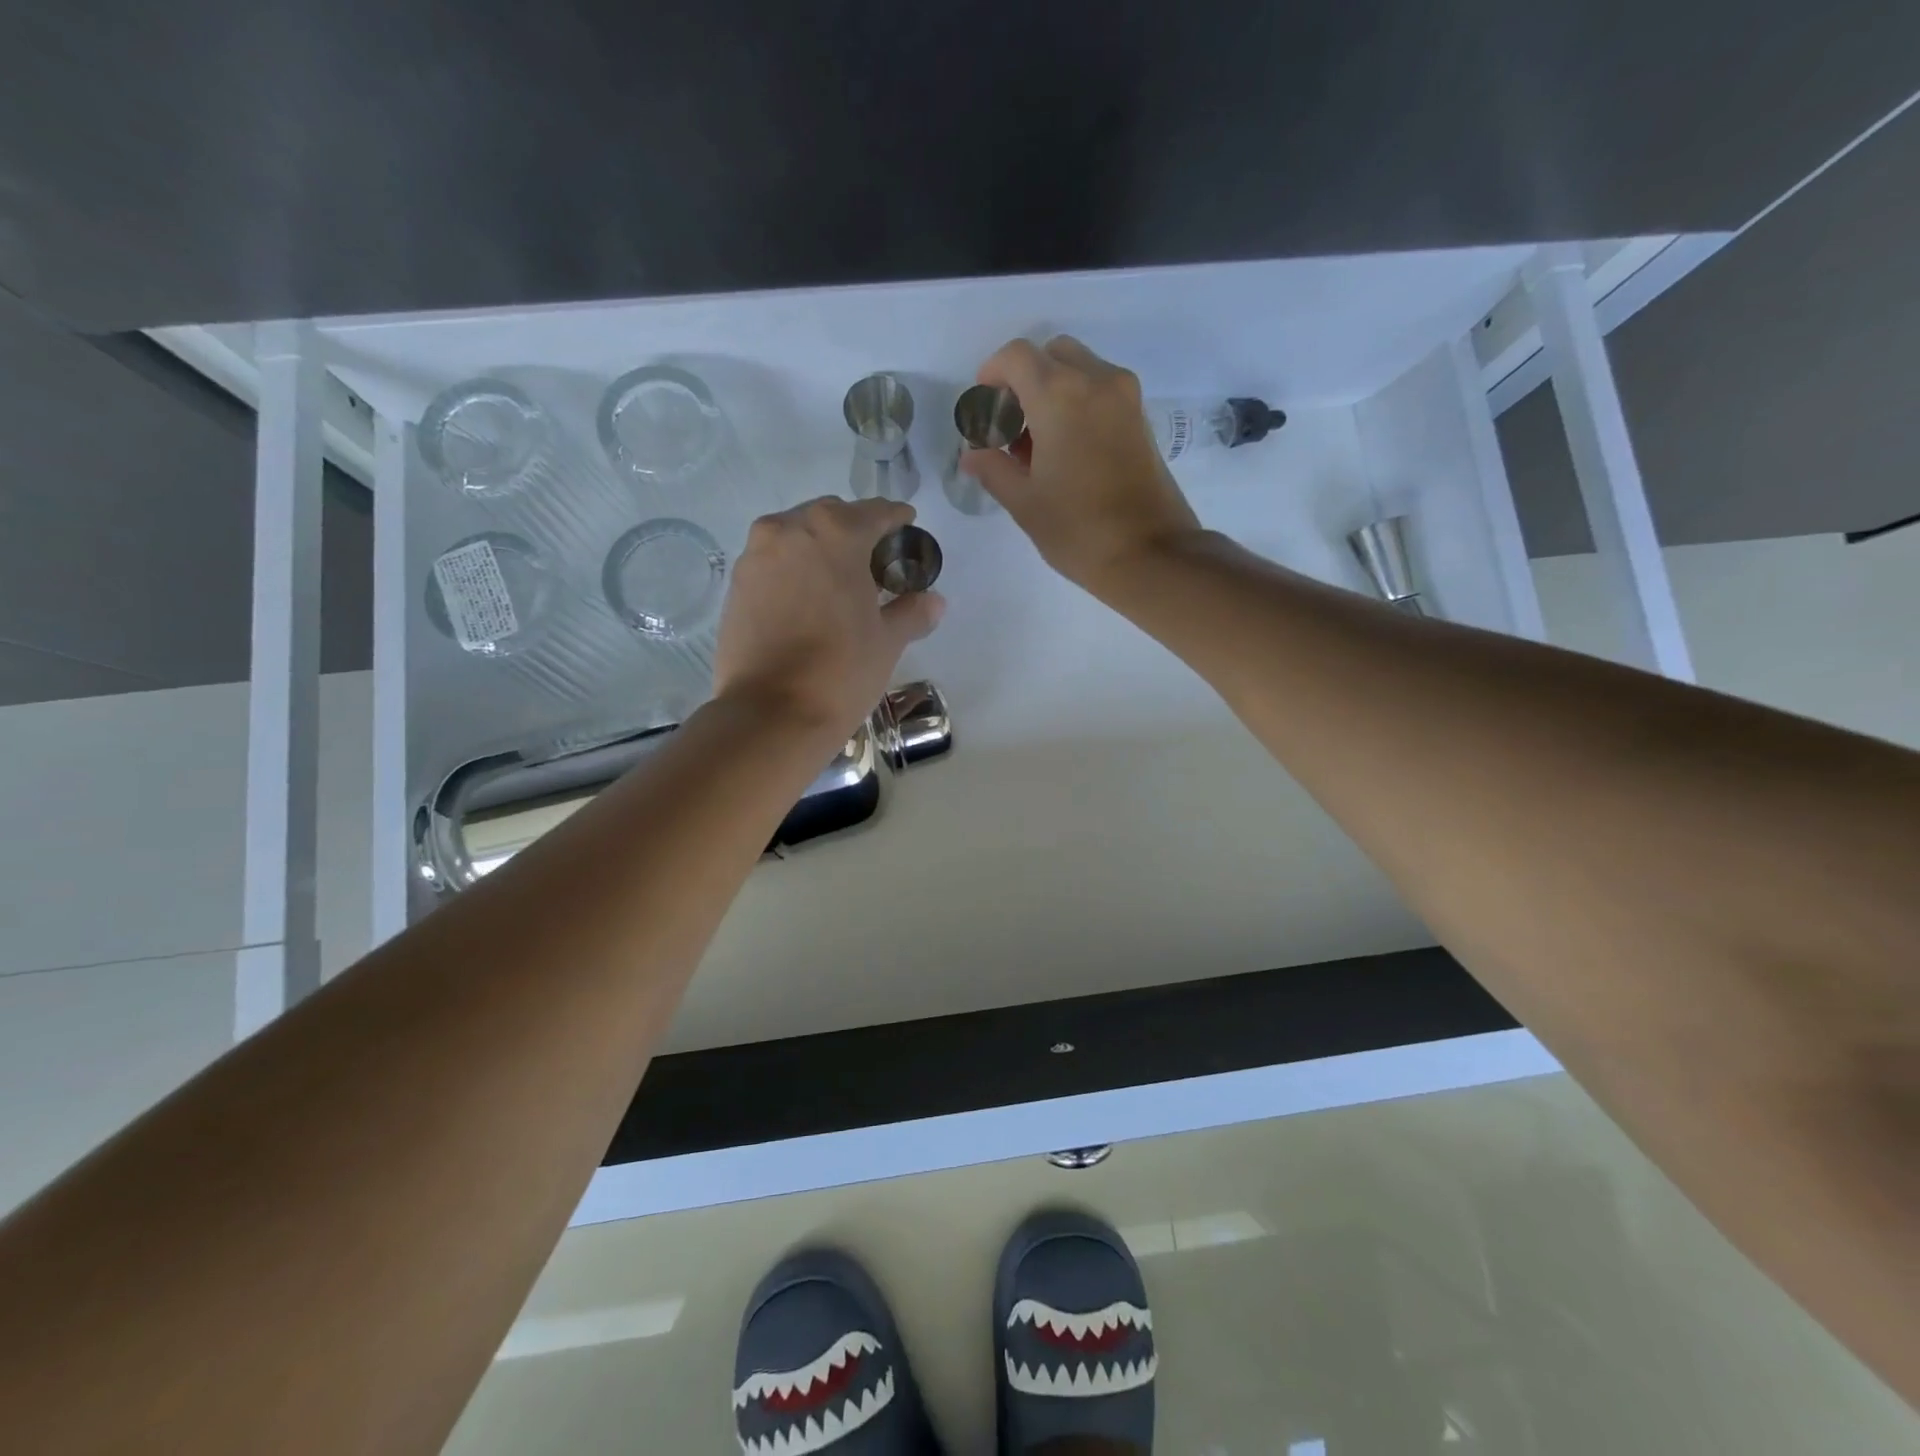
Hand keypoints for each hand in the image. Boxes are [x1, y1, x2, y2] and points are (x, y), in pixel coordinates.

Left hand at [713, 497, 944, 737]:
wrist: (771, 713)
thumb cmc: (841, 670)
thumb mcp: (887, 640)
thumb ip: (911, 611)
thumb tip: (933, 601)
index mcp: (835, 533)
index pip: (875, 512)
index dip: (895, 518)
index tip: (906, 523)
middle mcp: (789, 530)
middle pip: (830, 517)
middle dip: (854, 531)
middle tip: (874, 561)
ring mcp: (756, 556)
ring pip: (795, 536)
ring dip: (819, 548)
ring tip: (838, 580)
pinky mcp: (736, 585)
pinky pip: (772, 562)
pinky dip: (792, 570)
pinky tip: (806, 599)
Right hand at [963, 336, 1201, 594]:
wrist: (1150, 555)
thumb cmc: (1078, 530)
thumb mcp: (1025, 503)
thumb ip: (993, 469)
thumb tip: (972, 455)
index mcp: (1060, 395)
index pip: (1017, 356)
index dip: (993, 372)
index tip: (984, 403)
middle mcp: (1096, 381)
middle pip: (1052, 354)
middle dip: (1025, 379)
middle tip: (1011, 422)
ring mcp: (1125, 397)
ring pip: (1080, 370)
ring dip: (1053, 391)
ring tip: (1037, 443)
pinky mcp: (1141, 418)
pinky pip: (1101, 391)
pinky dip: (1078, 403)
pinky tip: (1065, 449)